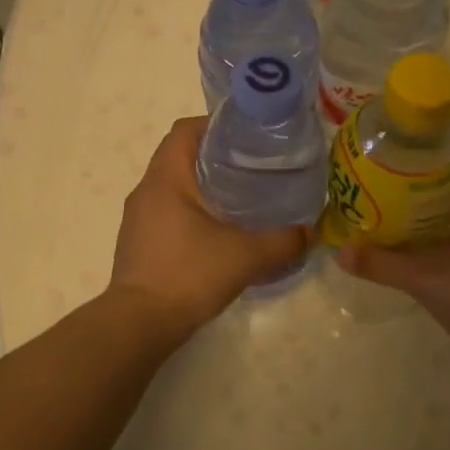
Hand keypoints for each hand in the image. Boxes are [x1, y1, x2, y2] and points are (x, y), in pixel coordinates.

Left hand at [108, 117, 313, 335]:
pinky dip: (193, 212)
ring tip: (243, 198)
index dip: (217, 125)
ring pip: (174, 185)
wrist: (139, 324)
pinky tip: (220, 232)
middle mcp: (146, 190)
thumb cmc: (189, 275)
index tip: (249, 138)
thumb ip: (284, 241)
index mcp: (166, 177)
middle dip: (218, 157)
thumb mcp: (247, 256)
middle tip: (256, 168)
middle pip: (181, 155)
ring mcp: (138, 217)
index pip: (186, 129)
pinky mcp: (139, 242)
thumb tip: (311, 231)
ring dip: (205, 186)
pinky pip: (168, 211)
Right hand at [337, 172, 449, 354]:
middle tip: (388, 194)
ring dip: (436, 221)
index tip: (396, 164)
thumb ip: (381, 264)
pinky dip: (447, 244)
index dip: (426, 162)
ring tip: (400, 223)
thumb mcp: (423, 278)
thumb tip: (340, 252)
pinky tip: (426, 257)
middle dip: (424, 194)